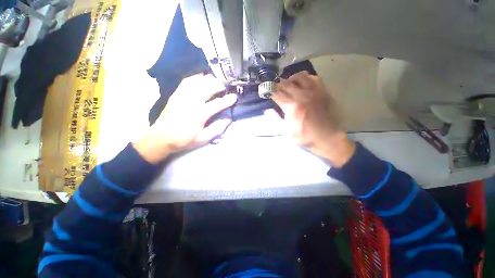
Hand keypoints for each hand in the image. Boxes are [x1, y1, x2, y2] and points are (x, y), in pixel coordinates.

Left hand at [133, 74, 236, 163]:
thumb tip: (228, 119)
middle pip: (207, 87)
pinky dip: (197, 77)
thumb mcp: (202, 139)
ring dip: (209, 79)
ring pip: (197, 81)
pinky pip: (187, 81)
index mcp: (198, 115)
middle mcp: (190, 102)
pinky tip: (202, 78)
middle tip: (226, 87)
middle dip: (219, 85)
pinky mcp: (176, 94)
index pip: (216, 104)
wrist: (160, 138)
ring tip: (217, 81)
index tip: (234, 97)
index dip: (227, 100)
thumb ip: (216, 129)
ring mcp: (181, 96)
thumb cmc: (183, 140)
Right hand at [273, 71, 354, 166]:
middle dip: (278, 85)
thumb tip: (267, 110)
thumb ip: (275, 119)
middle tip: (276, 89)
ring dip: (291, 79)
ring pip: (300, 76)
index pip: (277, 93)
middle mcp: (302, 95)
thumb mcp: (286, 132)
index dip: (270, 91)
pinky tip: (304, 85)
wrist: (327, 138)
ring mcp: (314, 92)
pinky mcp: (323, 92)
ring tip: (289, 85)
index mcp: (292, 107)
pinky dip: (306, 79)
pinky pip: (314, 78)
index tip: (267, 91)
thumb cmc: (304, 137)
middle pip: (286, 83)